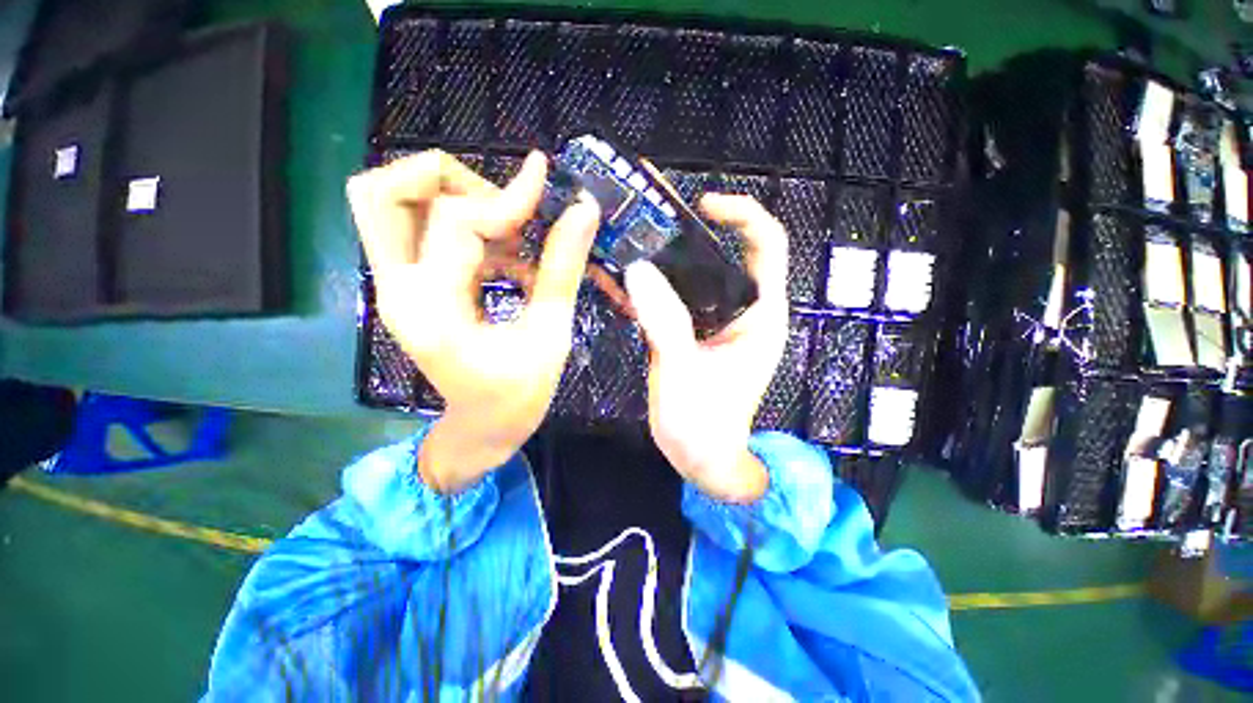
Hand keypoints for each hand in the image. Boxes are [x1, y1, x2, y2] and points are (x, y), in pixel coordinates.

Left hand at [348, 150, 599, 492]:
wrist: (482, 428)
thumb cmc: (519, 395)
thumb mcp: (550, 336)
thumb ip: (563, 269)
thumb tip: (583, 210)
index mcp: (433, 309)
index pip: (456, 221)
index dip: (507, 197)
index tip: (545, 178)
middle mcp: (398, 289)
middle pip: (382, 192)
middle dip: (448, 179)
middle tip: (504, 204)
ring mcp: (396, 286)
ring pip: (392, 203)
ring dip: (454, 197)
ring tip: (511, 230)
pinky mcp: (409, 287)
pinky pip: (419, 228)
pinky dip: (465, 224)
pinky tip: (508, 255)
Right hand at [625, 194, 788, 502]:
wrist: (699, 457)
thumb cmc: (705, 426)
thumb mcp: (686, 372)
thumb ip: (665, 322)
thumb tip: (638, 270)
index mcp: (760, 315)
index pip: (767, 246)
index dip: (743, 215)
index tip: (704, 205)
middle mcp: (741, 310)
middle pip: (723, 253)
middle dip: (690, 229)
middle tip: (650, 214)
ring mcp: (713, 320)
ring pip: (693, 275)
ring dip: (664, 256)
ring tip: (629, 238)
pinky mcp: (691, 331)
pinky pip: (672, 297)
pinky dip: (650, 285)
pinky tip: (622, 278)